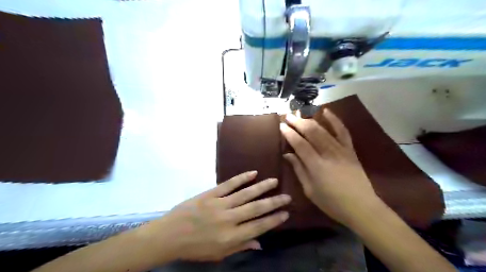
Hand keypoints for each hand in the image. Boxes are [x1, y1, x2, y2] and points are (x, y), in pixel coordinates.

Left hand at [144, 171, 287, 261]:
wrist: (170, 235)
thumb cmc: (195, 248)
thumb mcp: (218, 254)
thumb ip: (240, 247)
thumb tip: (260, 243)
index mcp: (231, 237)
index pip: (258, 227)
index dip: (274, 220)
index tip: (285, 213)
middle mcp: (229, 219)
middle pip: (256, 208)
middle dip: (274, 202)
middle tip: (287, 196)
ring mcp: (219, 204)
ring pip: (245, 194)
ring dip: (261, 187)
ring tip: (274, 181)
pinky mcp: (211, 194)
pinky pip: (228, 184)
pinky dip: (241, 178)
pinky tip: (252, 173)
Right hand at [281, 109, 378, 224]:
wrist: (361, 207)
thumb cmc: (332, 202)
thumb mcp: (309, 190)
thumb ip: (298, 170)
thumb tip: (287, 155)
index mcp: (316, 166)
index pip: (300, 144)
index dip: (289, 134)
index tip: (281, 126)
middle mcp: (328, 154)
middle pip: (311, 133)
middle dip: (298, 122)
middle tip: (288, 116)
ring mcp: (341, 150)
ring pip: (323, 130)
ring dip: (310, 120)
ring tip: (300, 114)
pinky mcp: (350, 150)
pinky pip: (343, 131)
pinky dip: (335, 120)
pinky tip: (326, 111)